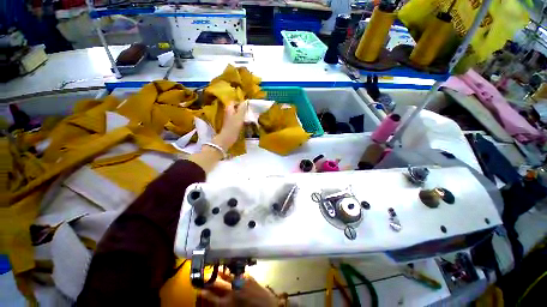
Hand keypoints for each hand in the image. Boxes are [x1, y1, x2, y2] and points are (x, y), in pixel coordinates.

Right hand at [198, 271, 277, 306]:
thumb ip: (225, 304)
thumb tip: (219, 300)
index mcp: (226, 303)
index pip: (211, 297)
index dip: (204, 293)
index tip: (199, 288)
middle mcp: (231, 291)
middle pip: (218, 285)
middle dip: (211, 281)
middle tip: (206, 277)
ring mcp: (240, 282)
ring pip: (228, 276)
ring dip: (222, 273)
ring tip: (218, 269)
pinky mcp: (248, 277)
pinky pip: (239, 274)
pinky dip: (235, 272)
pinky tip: (233, 271)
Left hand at [213, 101, 247, 150]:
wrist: (228, 137)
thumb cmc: (234, 126)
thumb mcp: (240, 116)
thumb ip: (242, 108)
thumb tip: (245, 101)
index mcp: (229, 108)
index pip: (234, 101)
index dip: (240, 102)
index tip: (246, 106)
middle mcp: (228, 112)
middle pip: (235, 107)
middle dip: (241, 108)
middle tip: (248, 111)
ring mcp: (229, 118)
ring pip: (236, 113)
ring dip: (241, 114)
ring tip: (248, 116)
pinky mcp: (231, 124)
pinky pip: (236, 119)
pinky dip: (240, 119)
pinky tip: (245, 122)